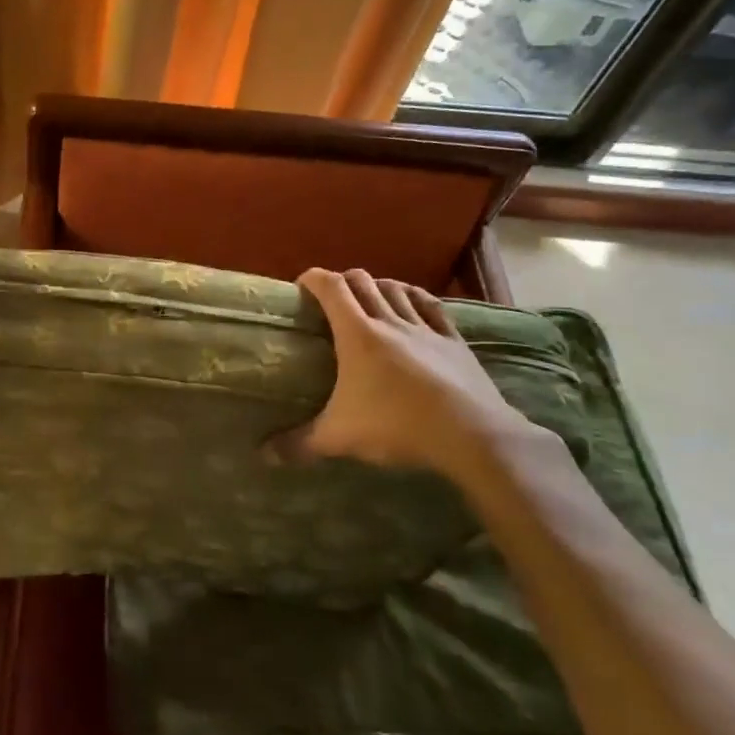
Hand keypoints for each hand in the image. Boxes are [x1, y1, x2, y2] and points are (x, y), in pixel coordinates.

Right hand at [272, 268, 539, 482]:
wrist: (471, 435)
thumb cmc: (397, 426)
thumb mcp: (339, 438)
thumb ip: (299, 444)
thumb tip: (263, 456)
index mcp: (358, 334)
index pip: (332, 288)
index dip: (314, 279)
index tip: (302, 284)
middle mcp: (390, 321)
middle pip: (363, 282)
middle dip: (343, 280)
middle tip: (332, 296)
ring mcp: (426, 329)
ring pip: (397, 289)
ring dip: (378, 285)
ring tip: (369, 296)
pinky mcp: (454, 341)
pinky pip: (432, 307)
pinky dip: (415, 298)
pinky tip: (412, 302)